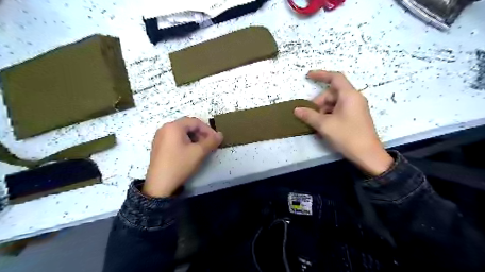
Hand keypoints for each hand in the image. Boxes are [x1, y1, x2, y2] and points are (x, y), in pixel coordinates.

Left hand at [141, 117, 221, 196]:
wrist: (160, 185)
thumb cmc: (180, 164)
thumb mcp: (199, 152)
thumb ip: (211, 141)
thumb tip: (220, 134)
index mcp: (173, 126)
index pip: (195, 122)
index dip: (208, 129)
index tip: (216, 139)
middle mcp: (165, 128)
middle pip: (188, 126)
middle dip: (201, 134)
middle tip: (209, 144)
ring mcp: (160, 137)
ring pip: (182, 133)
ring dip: (194, 138)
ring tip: (201, 149)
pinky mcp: (159, 146)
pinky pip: (175, 139)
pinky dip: (185, 142)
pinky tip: (190, 152)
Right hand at [294, 70, 390, 176]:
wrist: (367, 155)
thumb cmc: (347, 136)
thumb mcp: (325, 125)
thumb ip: (309, 115)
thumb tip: (296, 109)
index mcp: (349, 95)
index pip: (335, 78)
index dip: (321, 75)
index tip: (308, 76)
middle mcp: (354, 99)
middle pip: (332, 93)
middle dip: (319, 102)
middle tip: (310, 115)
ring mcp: (355, 108)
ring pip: (334, 104)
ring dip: (322, 111)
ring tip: (316, 124)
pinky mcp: (355, 117)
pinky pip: (339, 111)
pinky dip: (329, 116)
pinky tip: (323, 127)